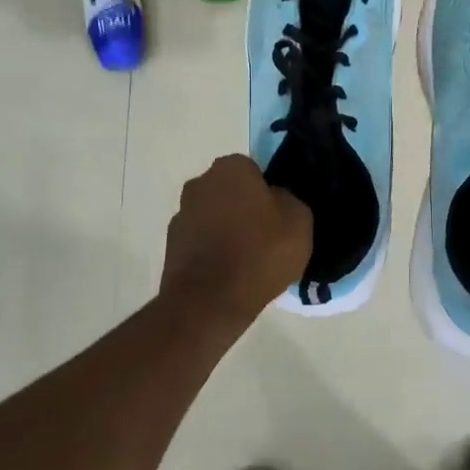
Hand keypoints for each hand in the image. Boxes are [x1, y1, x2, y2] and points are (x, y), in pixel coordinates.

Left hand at [160, 155, 311, 321]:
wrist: (210, 301)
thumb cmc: (260, 253)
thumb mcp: (299, 221)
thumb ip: (289, 199)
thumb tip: (276, 198)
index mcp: (230, 168)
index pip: (254, 170)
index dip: (267, 192)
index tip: (278, 216)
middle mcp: (199, 183)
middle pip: (230, 192)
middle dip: (244, 208)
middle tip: (265, 237)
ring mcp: (180, 214)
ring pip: (213, 216)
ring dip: (226, 230)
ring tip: (247, 261)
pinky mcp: (170, 246)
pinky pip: (200, 241)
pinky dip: (212, 252)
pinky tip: (228, 274)